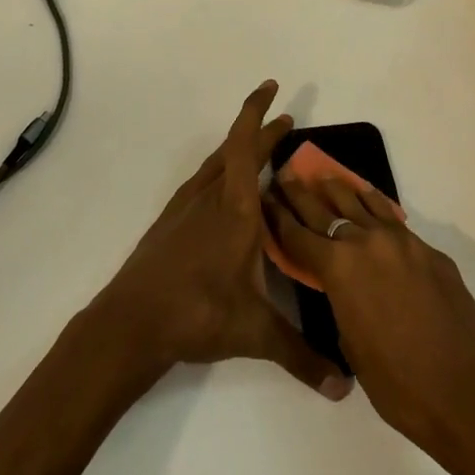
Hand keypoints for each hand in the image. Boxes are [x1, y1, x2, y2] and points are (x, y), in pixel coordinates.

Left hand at [90, 82, 350, 399]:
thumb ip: (301, 356)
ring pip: (217, 166)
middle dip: (263, 133)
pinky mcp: (170, 223)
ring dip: (240, 151)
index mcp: (235, 209)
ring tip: (260, 152)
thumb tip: (344, 387)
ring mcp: (185, 208)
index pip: (247, 146)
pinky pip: (202, 183)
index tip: (271, 87)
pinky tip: (223, 191)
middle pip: (237, 151)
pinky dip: (220, 173)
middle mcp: (211, 198)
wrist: (130, 323)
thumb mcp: (255, 334)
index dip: (258, 112)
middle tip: (286, 121)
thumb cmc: (196, 314)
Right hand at [264, 169, 474, 461]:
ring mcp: (402, 242)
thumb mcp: (351, 344)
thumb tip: (344, 287)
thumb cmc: (398, 382)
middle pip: (326, 210)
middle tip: (286, 175)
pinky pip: (393, 220)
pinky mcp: (429, 251)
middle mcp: (367, 242)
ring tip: (326, 178)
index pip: (298, 235)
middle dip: (302, 194)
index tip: (265, 198)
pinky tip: (370, 202)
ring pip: (363, 204)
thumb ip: (341, 303)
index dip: (278, 217)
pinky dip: (376, 207)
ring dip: (340, 191)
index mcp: (339, 268)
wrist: (466, 389)